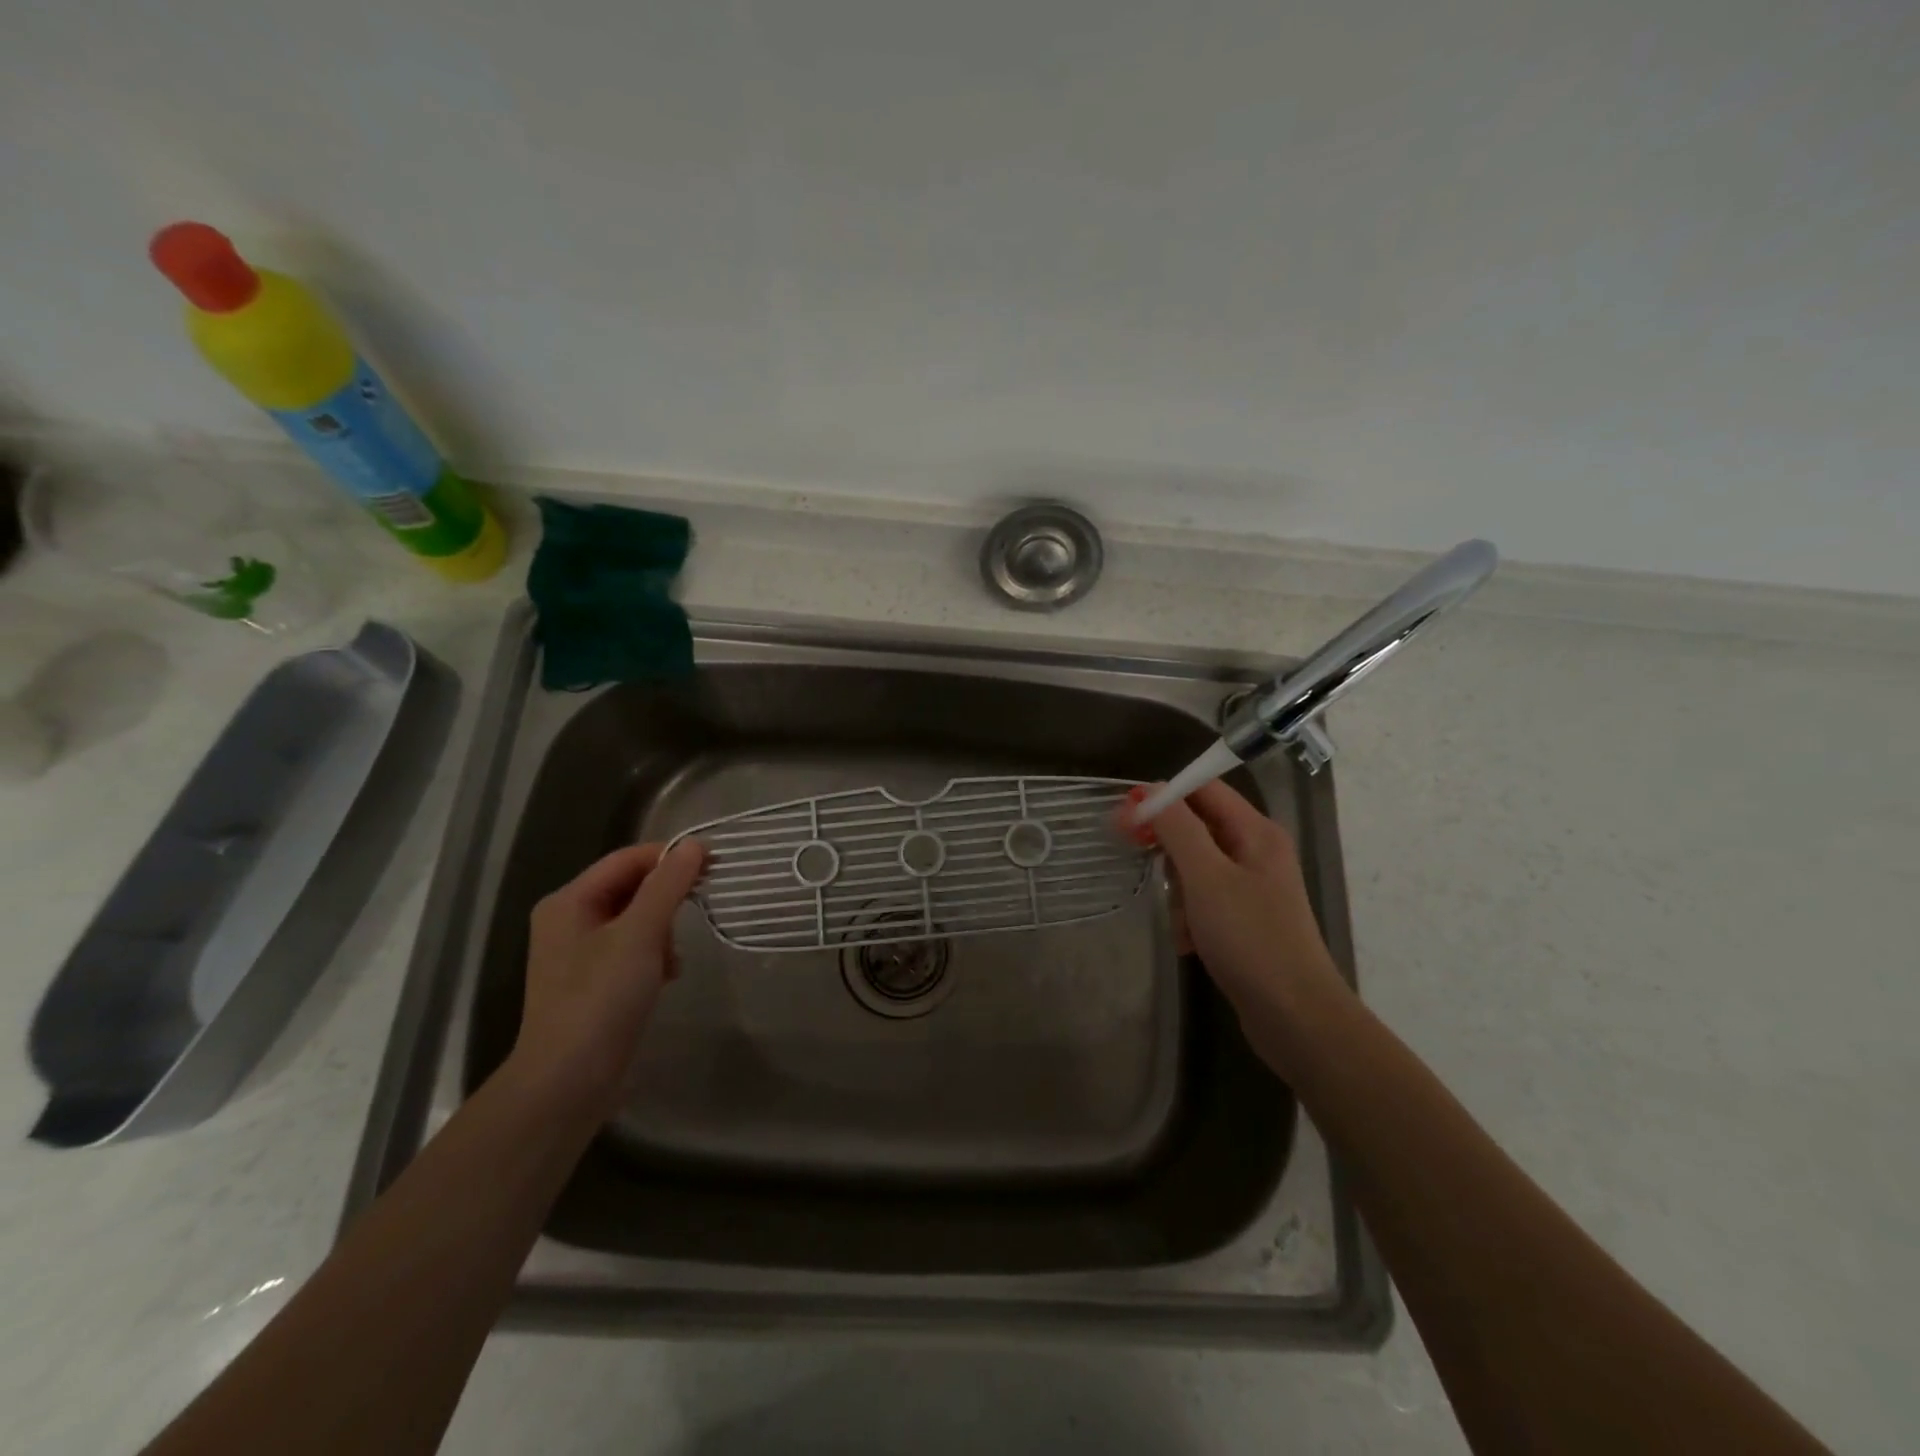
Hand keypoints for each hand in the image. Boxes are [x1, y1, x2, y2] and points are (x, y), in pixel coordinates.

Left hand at [511, 840, 705, 1119]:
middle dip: (666, 898)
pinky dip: (654, 954)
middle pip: (630, 887)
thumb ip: (667, 886)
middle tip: (696, 912)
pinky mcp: (594, 982)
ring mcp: (580, 954)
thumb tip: (693, 846)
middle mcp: (569, 921)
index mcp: (569, 901)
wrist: (567, 1082)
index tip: (712, 865)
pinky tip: (668, 975)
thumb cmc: (600, 999)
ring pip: (635, 919)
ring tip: (674, 957)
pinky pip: (632, 949)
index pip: (627, 859)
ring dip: (662, 930)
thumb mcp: (639, 935)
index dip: (669, 857)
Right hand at [1137, 781, 1350, 1059]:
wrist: (1295, 1016)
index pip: (1204, 789)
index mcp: (1256, 831)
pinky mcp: (1245, 919)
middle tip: (1141, 863)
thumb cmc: (1250, 939)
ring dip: (1178, 890)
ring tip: (1182, 920)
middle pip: (1197, 827)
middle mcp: (1256, 851)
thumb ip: (1178, 828)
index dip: (1164, 795)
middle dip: (1169, 848)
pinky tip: (1189, 942)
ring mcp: (1252, 887)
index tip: (1125, 817)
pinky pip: (1204, 900)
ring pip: (1195, 867)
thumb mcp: (1207, 877)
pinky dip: (1190, 916)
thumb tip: (1151, 789)